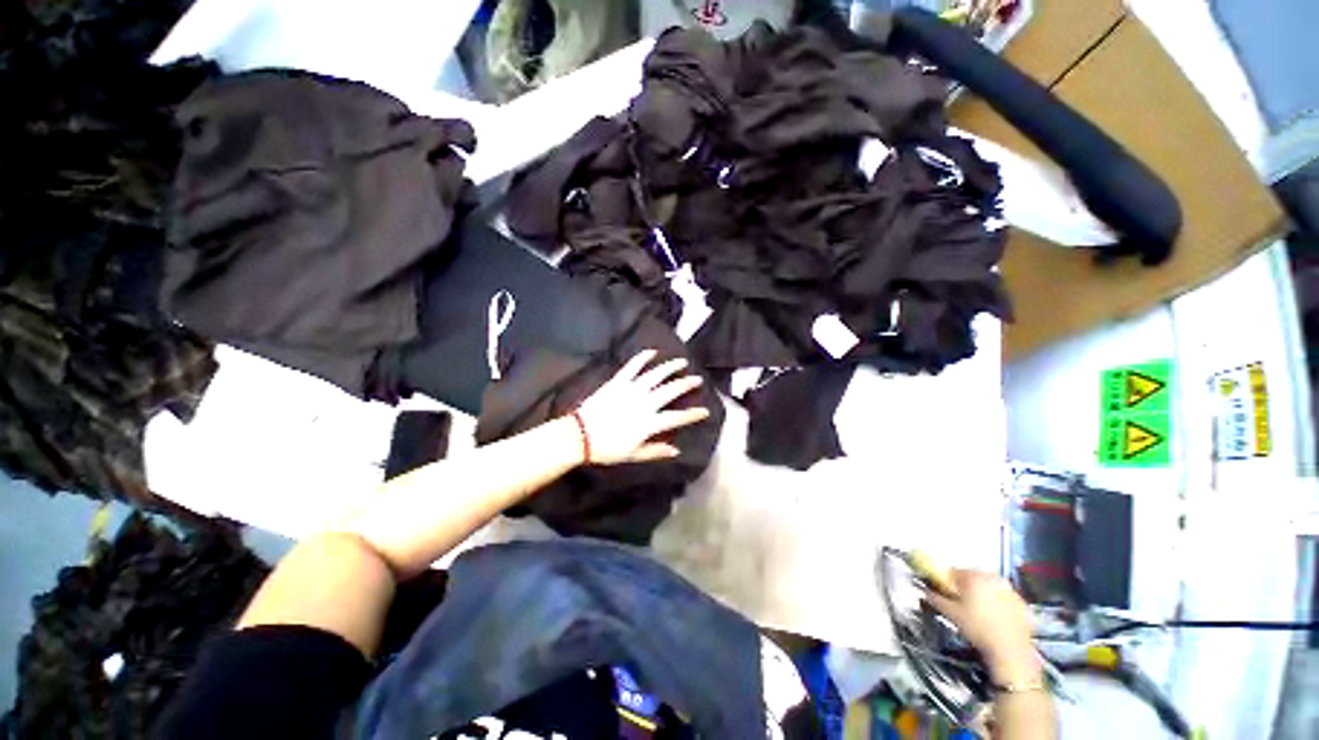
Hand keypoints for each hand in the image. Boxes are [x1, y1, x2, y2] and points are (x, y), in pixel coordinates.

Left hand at [574, 349, 711, 464]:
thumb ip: (656, 451)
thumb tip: (676, 451)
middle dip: (686, 384)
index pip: (677, 417)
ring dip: (670, 367)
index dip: (693, 415)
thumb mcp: (634, 455)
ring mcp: (631, 390)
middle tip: (698, 379)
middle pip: (670, 390)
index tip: (705, 411)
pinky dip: (642, 358)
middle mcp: (644, 403)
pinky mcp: (618, 382)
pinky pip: (633, 366)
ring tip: (681, 362)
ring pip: (655, 375)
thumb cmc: (607, 448)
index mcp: (649, 423)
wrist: (580, 435)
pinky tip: (652, 352)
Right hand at [926, 569, 1040, 684]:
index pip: (953, 571)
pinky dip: (999, 603)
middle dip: (966, 586)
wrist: (1010, 651)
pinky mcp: (1023, 603)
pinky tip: (996, 618)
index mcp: (973, 577)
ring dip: (983, 593)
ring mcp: (1010, 590)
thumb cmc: (977, 629)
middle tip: (963, 603)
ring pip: (990, 586)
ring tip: (980, 612)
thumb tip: (924, 590)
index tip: (946, 593)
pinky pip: (1005, 597)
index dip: (947, 581)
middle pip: (973, 577)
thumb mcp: (950, 613)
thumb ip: (934, 598)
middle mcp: (993, 578)